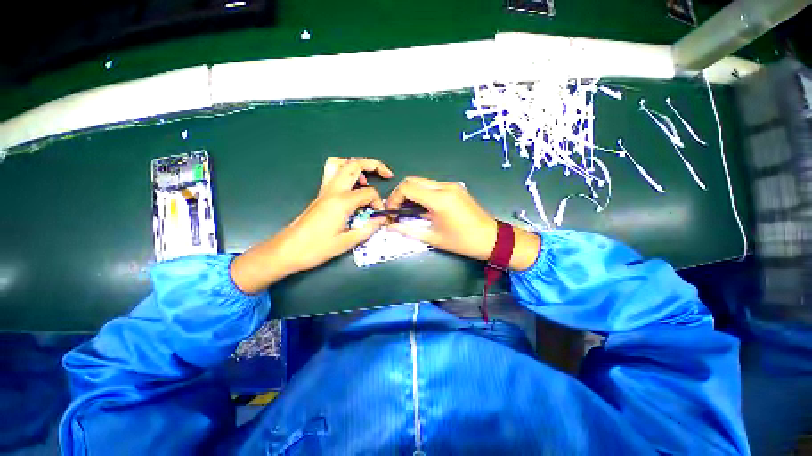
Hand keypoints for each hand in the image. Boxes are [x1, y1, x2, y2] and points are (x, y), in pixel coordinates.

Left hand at [231, 157, 393, 293]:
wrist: (288, 249)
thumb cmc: (317, 248)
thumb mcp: (347, 242)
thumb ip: (368, 228)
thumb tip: (382, 219)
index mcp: (342, 202)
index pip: (368, 193)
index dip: (378, 203)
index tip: (379, 216)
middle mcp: (333, 190)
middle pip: (355, 164)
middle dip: (374, 165)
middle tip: (387, 174)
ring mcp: (325, 190)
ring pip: (340, 163)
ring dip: (357, 165)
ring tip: (366, 179)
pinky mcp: (320, 193)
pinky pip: (332, 172)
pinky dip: (345, 171)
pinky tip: (352, 186)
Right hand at [386, 176, 539, 269]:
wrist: (492, 238)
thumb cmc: (462, 241)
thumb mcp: (433, 238)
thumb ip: (409, 230)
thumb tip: (391, 227)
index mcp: (439, 199)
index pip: (407, 187)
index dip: (394, 198)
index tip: (391, 212)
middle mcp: (444, 186)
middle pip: (412, 180)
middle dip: (400, 194)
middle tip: (397, 210)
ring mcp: (451, 185)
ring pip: (422, 181)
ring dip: (411, 193)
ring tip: (408, 210)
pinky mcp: (455, 187)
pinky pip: (432, 185)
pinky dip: (422, 193)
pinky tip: (423, 207)